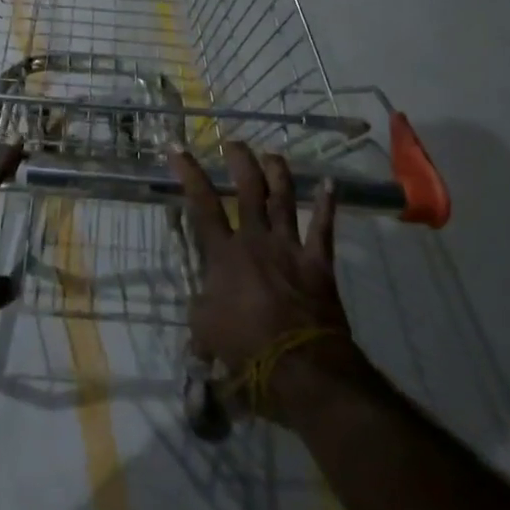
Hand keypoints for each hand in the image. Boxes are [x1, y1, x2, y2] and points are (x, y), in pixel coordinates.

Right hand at [171, 142, 373, 419]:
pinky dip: (327, 204)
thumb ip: (201, 308)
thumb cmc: (246, 348)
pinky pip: (324, 227)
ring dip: (278, 173)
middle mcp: (256, 239)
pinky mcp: (318, 262)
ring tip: (272, 154)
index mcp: (224, 253)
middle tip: (234, 143)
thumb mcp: (206, 330)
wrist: (301, 366)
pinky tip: (331, 183)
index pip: (202, 204)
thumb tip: (201, 302)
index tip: (177, 147)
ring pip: (283, 199)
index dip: (188, 173)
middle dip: (240, 161)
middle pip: (247, 189)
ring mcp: (289, 247)